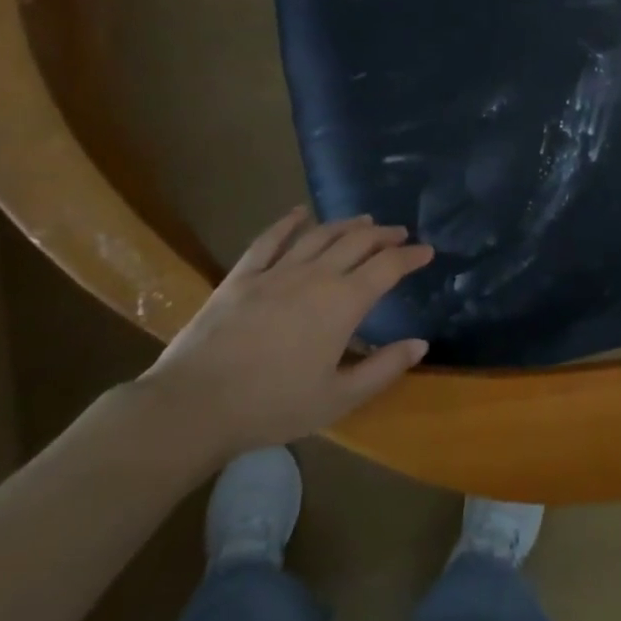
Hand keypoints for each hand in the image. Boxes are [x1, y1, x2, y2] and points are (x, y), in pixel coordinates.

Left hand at [137, 208, 434, 462]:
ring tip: (363, 221)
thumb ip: (383, 369)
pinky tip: (300, 214)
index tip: (427, 251)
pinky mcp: (242, 277)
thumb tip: (421, 344)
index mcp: (344, 302)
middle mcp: (316, 276)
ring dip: (346, 224)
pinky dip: (288, 223)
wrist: (193, 406)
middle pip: (358, 242)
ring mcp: (276, 272)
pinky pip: (270, 240)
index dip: (411, 256)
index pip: (388, 267)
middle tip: (399, 234)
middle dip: (384, 234)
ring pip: (320, 235)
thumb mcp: (338, 399)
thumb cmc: (272, 406)